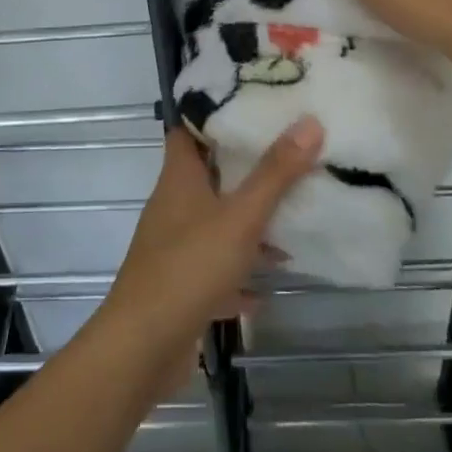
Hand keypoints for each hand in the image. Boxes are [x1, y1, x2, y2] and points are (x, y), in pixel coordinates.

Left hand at [93, 117, 323, 397]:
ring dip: (246, 223)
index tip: (249, 102)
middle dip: (242, 166)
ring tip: (289, 216)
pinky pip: (215, 270)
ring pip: (215, 223)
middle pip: (207, 174)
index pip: (187, 130)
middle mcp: (173, 206)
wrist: (142, 349)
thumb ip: (275, 173)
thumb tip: (309, 121)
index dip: (212, 113)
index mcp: (179, 178)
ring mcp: (174, 247)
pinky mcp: (180, 286)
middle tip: (285, 152)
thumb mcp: (240, 217)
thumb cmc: (189, 267)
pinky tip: (267, 287)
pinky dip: (239, 274)